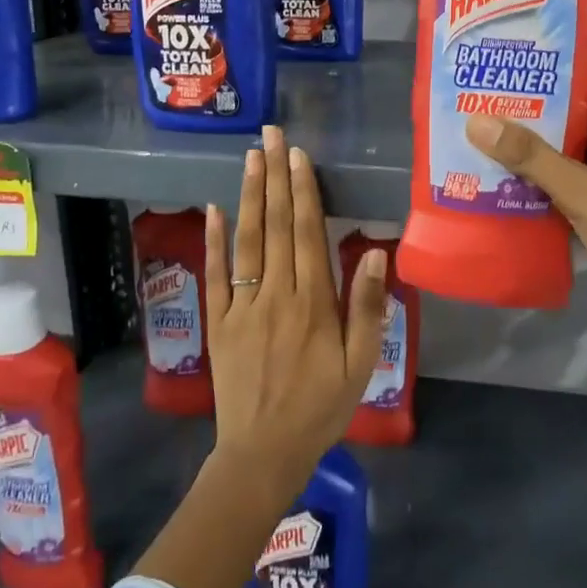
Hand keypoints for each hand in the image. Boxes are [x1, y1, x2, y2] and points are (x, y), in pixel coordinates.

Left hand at [204, 125, 385, 503]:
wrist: (264, 452)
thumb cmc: (321, 407)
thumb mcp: (360, 364)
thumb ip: (366, 307)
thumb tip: (373, 252)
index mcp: (313, 303)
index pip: (307, 233)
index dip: (303, 191)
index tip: (298, 155)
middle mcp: (275, 294)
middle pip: (276, 225)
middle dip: (275, 176)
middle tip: (271, 135)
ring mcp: (241, 306)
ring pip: (246, 240)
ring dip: (249, 196)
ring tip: (250, 157)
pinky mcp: (217, 322)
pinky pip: (214, 275)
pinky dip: (213, 240)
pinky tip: (215, 208)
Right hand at [465, 74, 586, 356]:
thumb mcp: (583, 192)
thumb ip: (530, 157)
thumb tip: (477, 121)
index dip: (565, 80)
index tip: (520, 77)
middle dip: (550, 119)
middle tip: (499, 109)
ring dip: (553, 156)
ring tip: (501, 144)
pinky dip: (565, 186)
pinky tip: (522, 186)